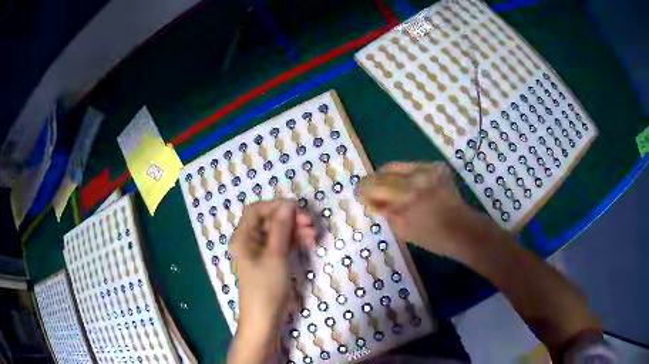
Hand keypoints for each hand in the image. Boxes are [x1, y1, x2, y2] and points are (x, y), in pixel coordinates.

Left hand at [227, 200, 314, 363]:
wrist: (265, 319)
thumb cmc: (266, 287)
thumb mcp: (275, 255)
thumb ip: (281, 228)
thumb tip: (288, 204)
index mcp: (242, 237)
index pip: (256, 210)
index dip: (276, 206)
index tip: (297, 208)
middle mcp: (249, 241)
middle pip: (268, 220)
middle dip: (289, 218)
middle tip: (309, 222)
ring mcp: (260, 252)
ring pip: (277, 232)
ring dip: (294, 229)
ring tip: (313, 234)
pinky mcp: (270, 261)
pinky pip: (281, 244)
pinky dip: (294, 241)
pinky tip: (308, 241)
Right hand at [358, 162, 494, 259]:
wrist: (461, 230)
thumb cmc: (431, 237)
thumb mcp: (402, 229)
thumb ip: (385, 211)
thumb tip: (370, 199)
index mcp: (405, 197)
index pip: (374, 186)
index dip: (363, 189)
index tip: (359, 193)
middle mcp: (415, 178)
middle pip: (383, 172)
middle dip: (373, 182)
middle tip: (370, 190)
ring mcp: (428, 170)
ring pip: (396, 166)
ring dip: (389, 177)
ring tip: (389, 188)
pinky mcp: (437, 167)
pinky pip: (413, 167)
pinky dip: (406, 176)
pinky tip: (411, 187)